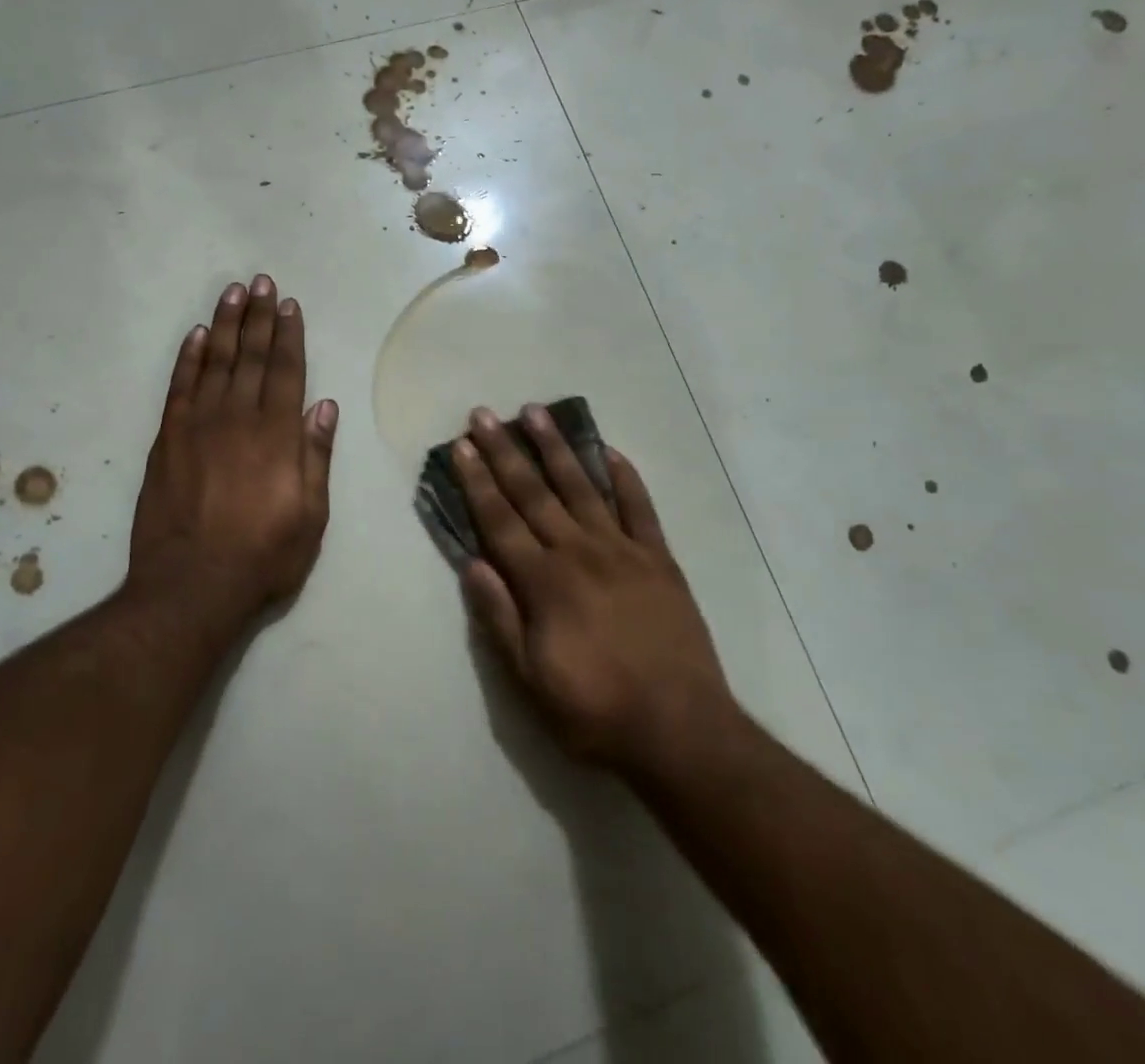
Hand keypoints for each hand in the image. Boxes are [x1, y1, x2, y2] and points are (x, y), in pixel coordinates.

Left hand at [128, 276, 338, 629]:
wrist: (190, 587)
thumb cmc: (263, 555)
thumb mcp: (310, 515)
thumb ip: (315, 456)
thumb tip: (323, 406)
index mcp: (277, 435)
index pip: (286, 371)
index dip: (289, 335)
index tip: (289, 305)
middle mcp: (238, 419)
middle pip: (252, 357)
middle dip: (258, 317)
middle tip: (261, 282)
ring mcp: (198, 426)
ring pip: (216, 362)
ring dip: (226, 325)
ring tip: (233, 293)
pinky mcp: (167, 440)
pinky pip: (180, 387)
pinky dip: (189, 358)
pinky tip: (198, 335)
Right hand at [453, 405, 736, 773]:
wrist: (682, 731)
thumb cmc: (596, 711)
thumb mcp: (530, 681)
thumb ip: (499, 619)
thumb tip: (472, 564)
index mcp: (544, 582)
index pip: (500, 520)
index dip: (477, 481)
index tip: (462, 445)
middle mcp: (579, 553)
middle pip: (534, 493)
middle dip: (505, 452)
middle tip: (485, 414)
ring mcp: (623, 551)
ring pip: (582, 487)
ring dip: (556, 448)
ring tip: (536, 412)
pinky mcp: (659, 559)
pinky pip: (640, 507)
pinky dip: (625, 477)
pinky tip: (609, 451)